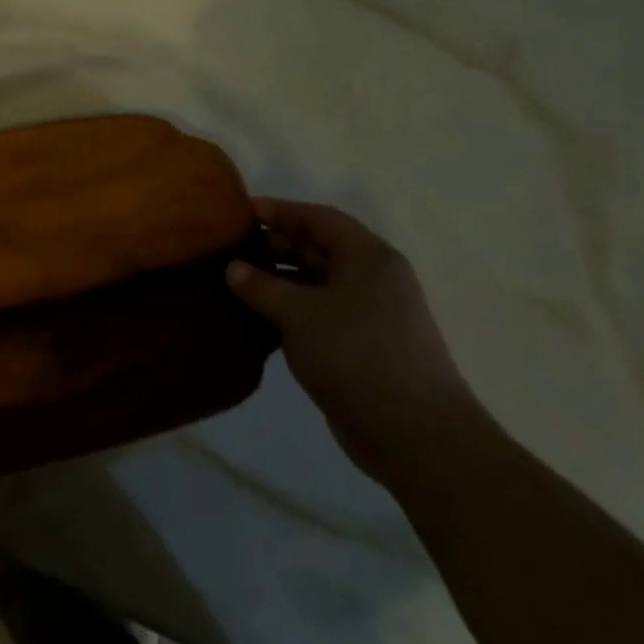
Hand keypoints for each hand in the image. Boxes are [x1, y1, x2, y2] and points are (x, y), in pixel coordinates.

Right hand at [225, 198, 476, 487]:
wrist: (414, 433)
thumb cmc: (357, 354)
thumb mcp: (299, 313)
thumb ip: (261, 286)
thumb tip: (232, 268)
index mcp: (368, 257)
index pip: (319, 218)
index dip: (280, 210)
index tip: (239, 211)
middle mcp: (371, 279)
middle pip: (317, 248)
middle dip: (274, 245)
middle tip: (229, 250)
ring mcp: (367, 315)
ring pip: (314, 284)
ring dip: (276, 281)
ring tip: (231, 283)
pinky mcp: (358, 346)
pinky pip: (316, 314)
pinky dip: (286, 311)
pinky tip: (254, 319)